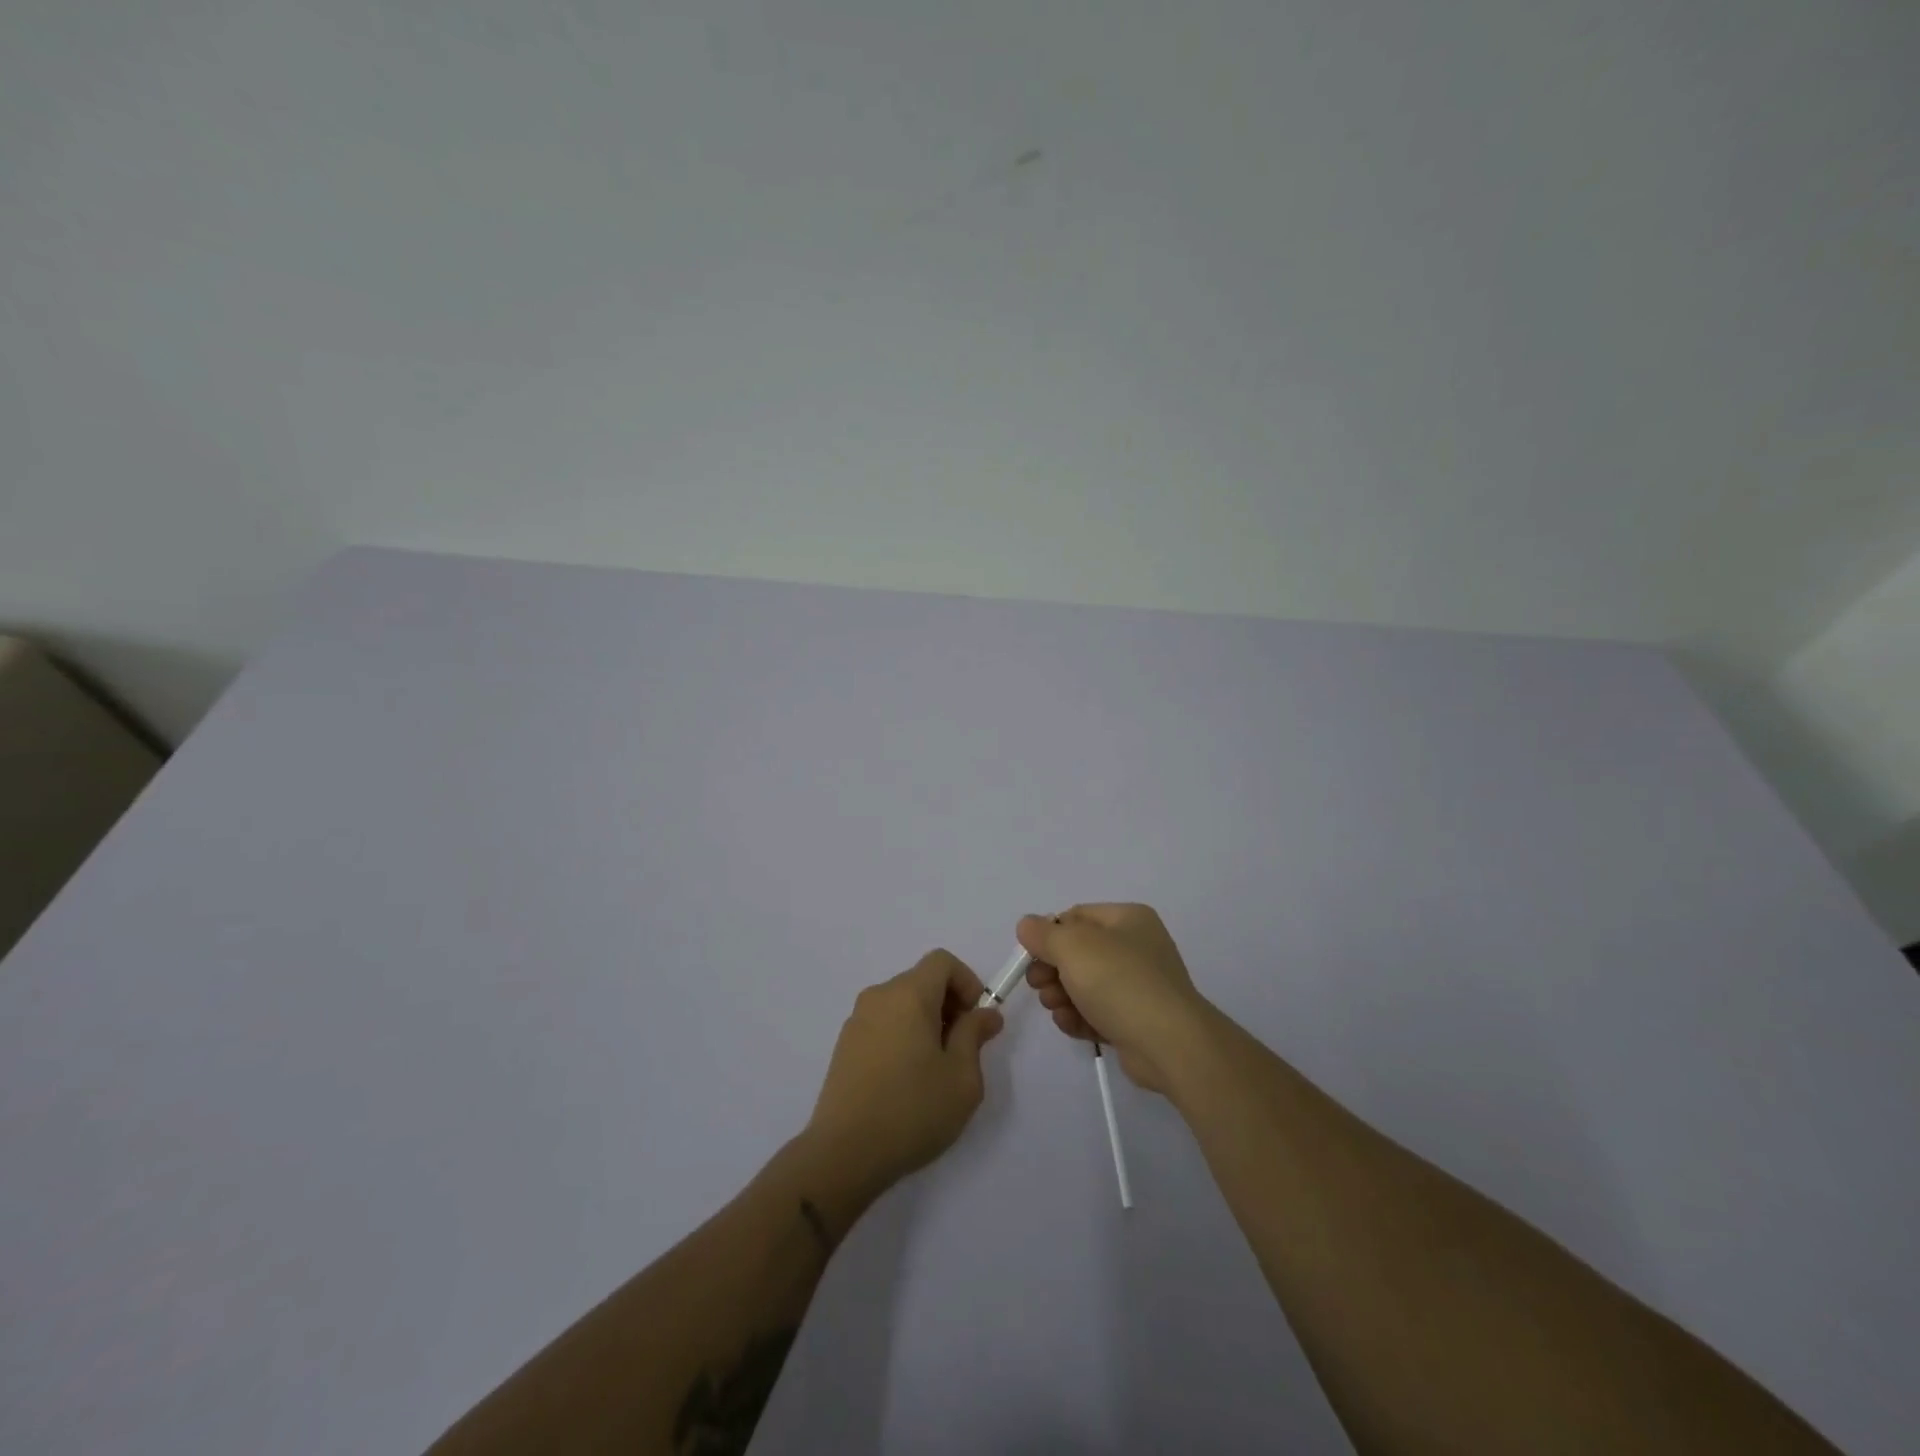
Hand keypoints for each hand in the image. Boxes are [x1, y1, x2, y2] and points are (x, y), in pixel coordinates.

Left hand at [805, 950, 1005, 1192]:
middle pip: (921, 981)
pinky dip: (902, 1036)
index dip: (967, 982)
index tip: (976, 1020)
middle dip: (948, 1004)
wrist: (844, 1153)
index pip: (942, 961)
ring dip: (925, 1022)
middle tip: (962, 1048)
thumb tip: (986, 1013)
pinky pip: (883, 1024)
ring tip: (935, 1069)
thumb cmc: (912, 1110)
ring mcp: (856, 1021)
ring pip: (901, 1004)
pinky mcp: (844, 1046)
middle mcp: (879, 997)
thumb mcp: (962, 1077)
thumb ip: (975, 1035)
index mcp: (908, 994)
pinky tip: (906, 1080)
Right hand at [1017, 903, 1212, 1093]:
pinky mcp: (1136, 1021)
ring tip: (1055, 1008)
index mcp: (1128, 919)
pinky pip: (1098, 1012)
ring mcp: (1139, 986)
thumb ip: (1043, 933)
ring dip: (1062, 996)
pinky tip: (1069, 1024)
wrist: (1169, 1045)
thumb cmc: (1119, 982)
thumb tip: (1027, 925)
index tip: (1031, 956)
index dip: (1049, 934)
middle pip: (1078, 952)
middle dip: (1052, 969)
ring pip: (1085, 985)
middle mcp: (1136, 947)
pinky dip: (1080, 1017)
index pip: (1077, 916)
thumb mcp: (1073, 947)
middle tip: (1038, 985)